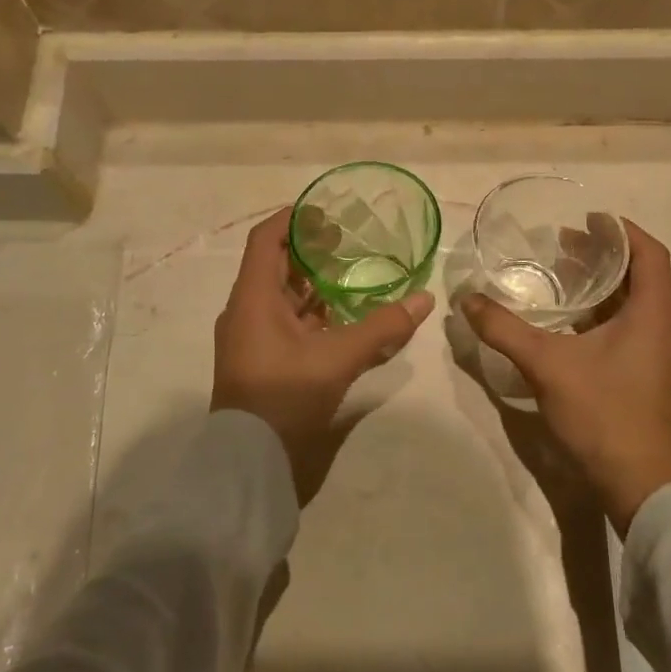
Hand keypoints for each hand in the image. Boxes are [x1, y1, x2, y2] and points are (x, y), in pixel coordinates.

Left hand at [212, 209, 433, 504]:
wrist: (249, 460)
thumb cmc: (285, 395)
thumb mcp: (338, 357)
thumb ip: (382, 327)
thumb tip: (424, 299)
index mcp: (253, 297)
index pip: (265, 239)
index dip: (292, 219)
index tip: (326, 211)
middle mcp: (246, 311)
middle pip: (275, 266)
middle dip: (309, 251)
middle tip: (348, 241)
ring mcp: (251, 338)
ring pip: (282, 297)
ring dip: (312, 285)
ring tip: (350, 275)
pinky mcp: (260, 361)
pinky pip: (285, 323)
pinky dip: (311, 315)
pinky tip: (341, 319)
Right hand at [461, 220, 670, 532]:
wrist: (637, 482)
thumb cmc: (602, 413)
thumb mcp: (546, 364)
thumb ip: (505, 329)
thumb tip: (468, 299)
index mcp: (653, 315)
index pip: (650, 254)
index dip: (622, 230)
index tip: (588, 219)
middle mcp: (663, 329)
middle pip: (640, 276)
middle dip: (603, 256)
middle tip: (562, 245)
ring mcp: (658, 355)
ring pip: (633, 304)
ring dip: (601, 286)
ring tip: (561, 275)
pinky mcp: (648, 376)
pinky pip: (629, 328)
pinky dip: (602, 313)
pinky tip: (568, 322)